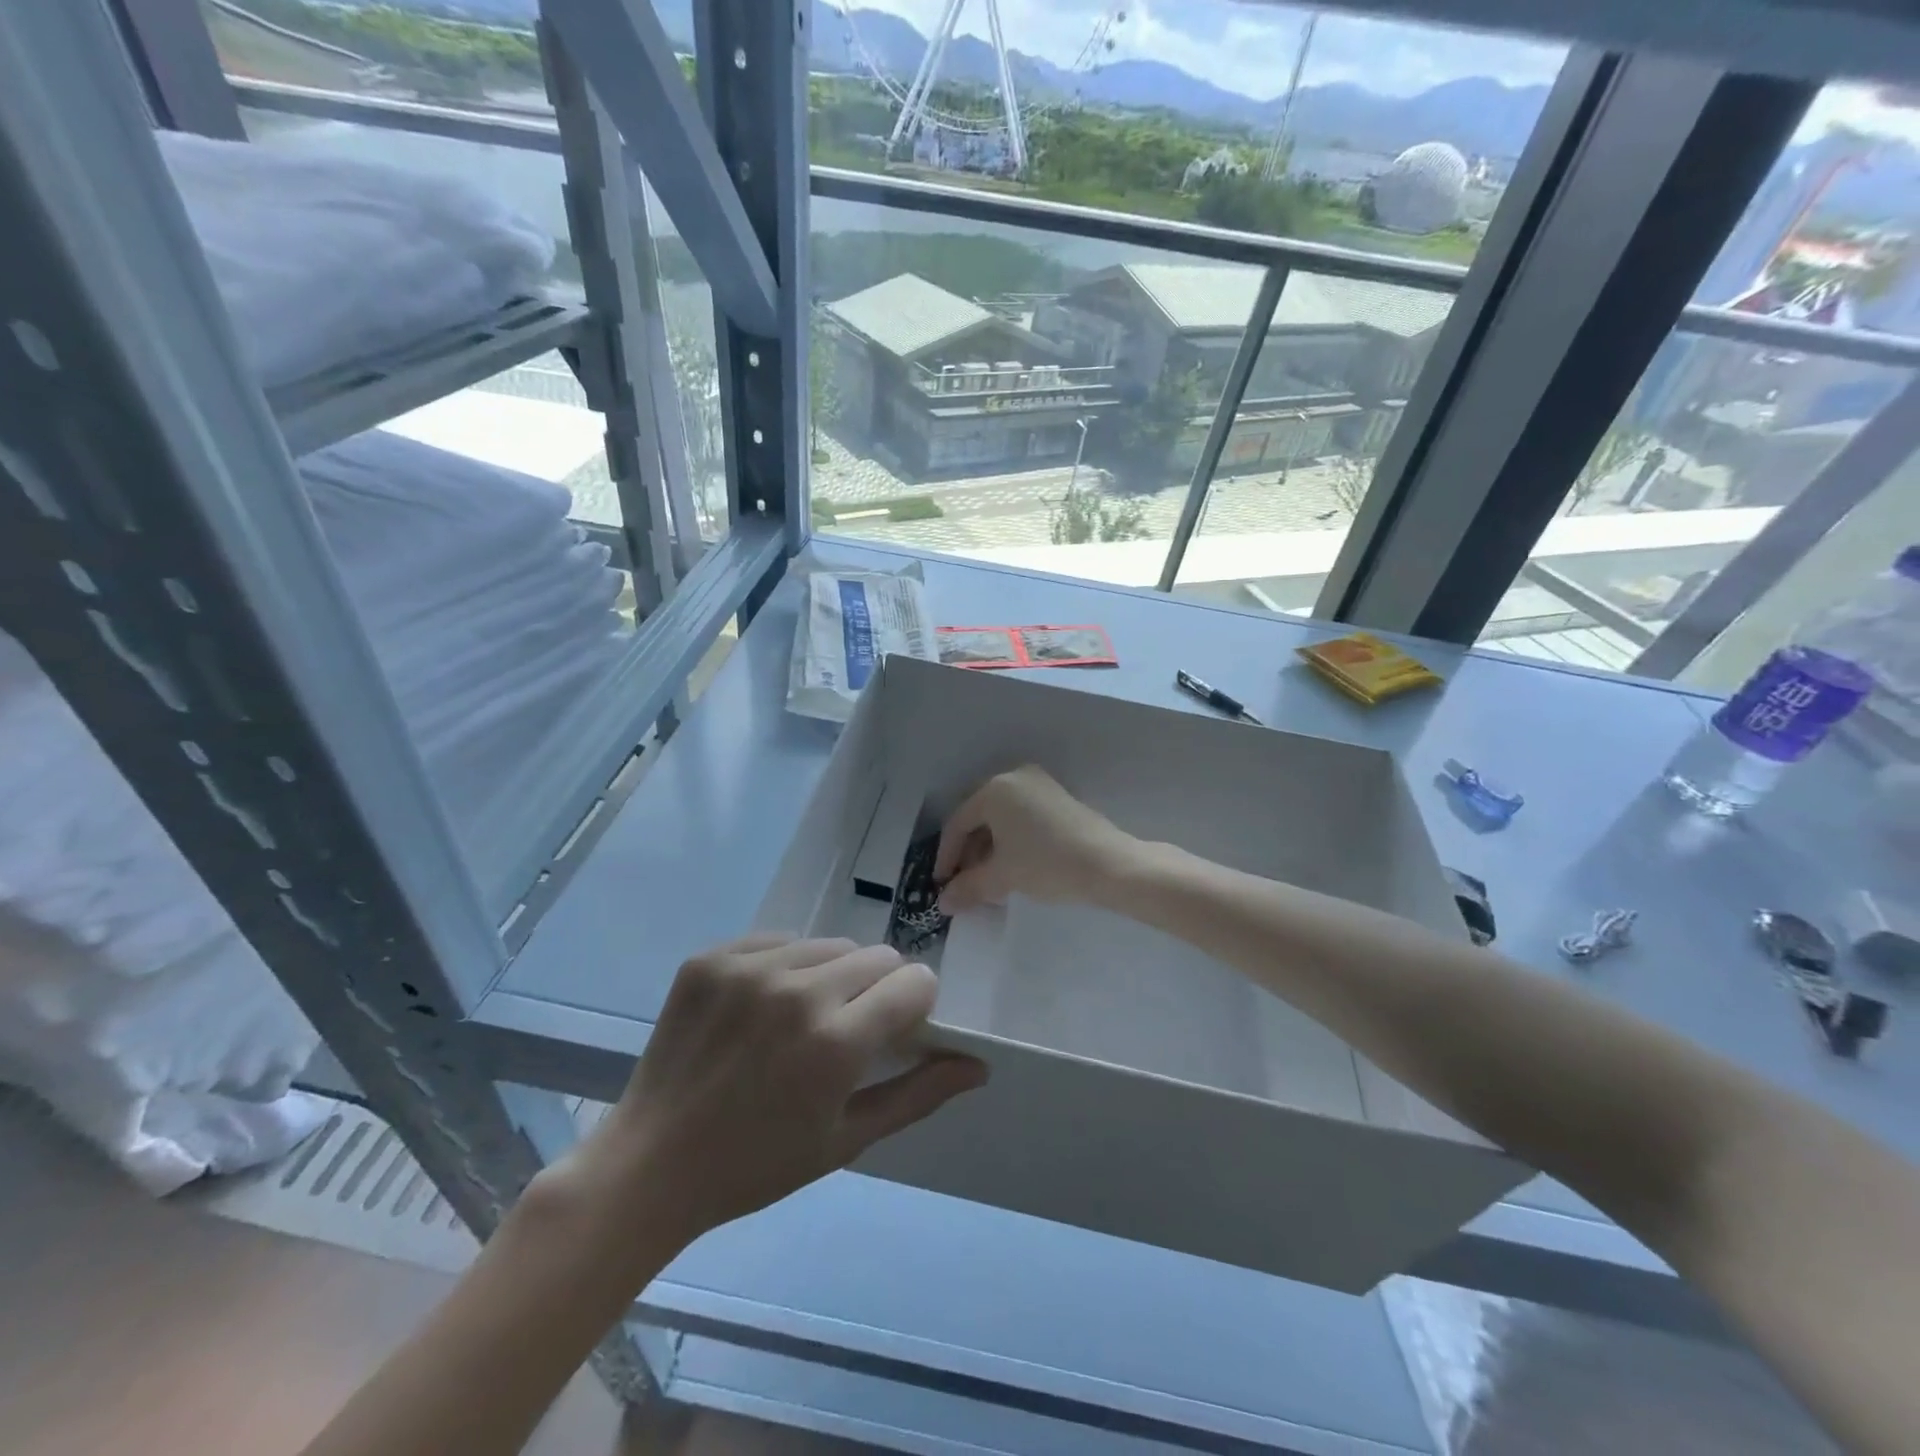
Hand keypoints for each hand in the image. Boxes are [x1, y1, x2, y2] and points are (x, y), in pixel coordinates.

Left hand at [569, 935, 985, 1250]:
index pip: (915, 982)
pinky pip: (777, 940)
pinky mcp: (712, 957)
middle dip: (878, 989)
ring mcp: (749, 967)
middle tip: (846, 1030)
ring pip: (829, 945)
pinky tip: (760, 1008)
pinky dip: (784, 967)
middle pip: (877, 956)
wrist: (651, 1164)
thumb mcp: (847, 1140)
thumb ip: (918, 1094)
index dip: (915, 1006)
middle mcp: (797, 990)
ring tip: (799, 1020)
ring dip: (831, 975)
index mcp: (836, 1041)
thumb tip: (978, 1065)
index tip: (896, 1031)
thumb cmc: (757, 1164)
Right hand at [935, 766, 1136, 913]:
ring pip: (1001, 819)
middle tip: (964, 884)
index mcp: (994, 789)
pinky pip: (1021, 817)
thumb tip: (943, 902)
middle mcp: (1014, 778)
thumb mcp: (1001, 877)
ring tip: (987, 881)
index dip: (946, 857)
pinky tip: (1012, 867)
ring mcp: (1039, 785)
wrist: (1109, 865)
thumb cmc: (1046, 864)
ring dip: (989, 849)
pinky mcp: (1057, 798)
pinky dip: (1010, 840)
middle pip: (979, 818)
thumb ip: (967, 887)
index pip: (958, 823)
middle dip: (969, 854)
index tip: (941, 885)